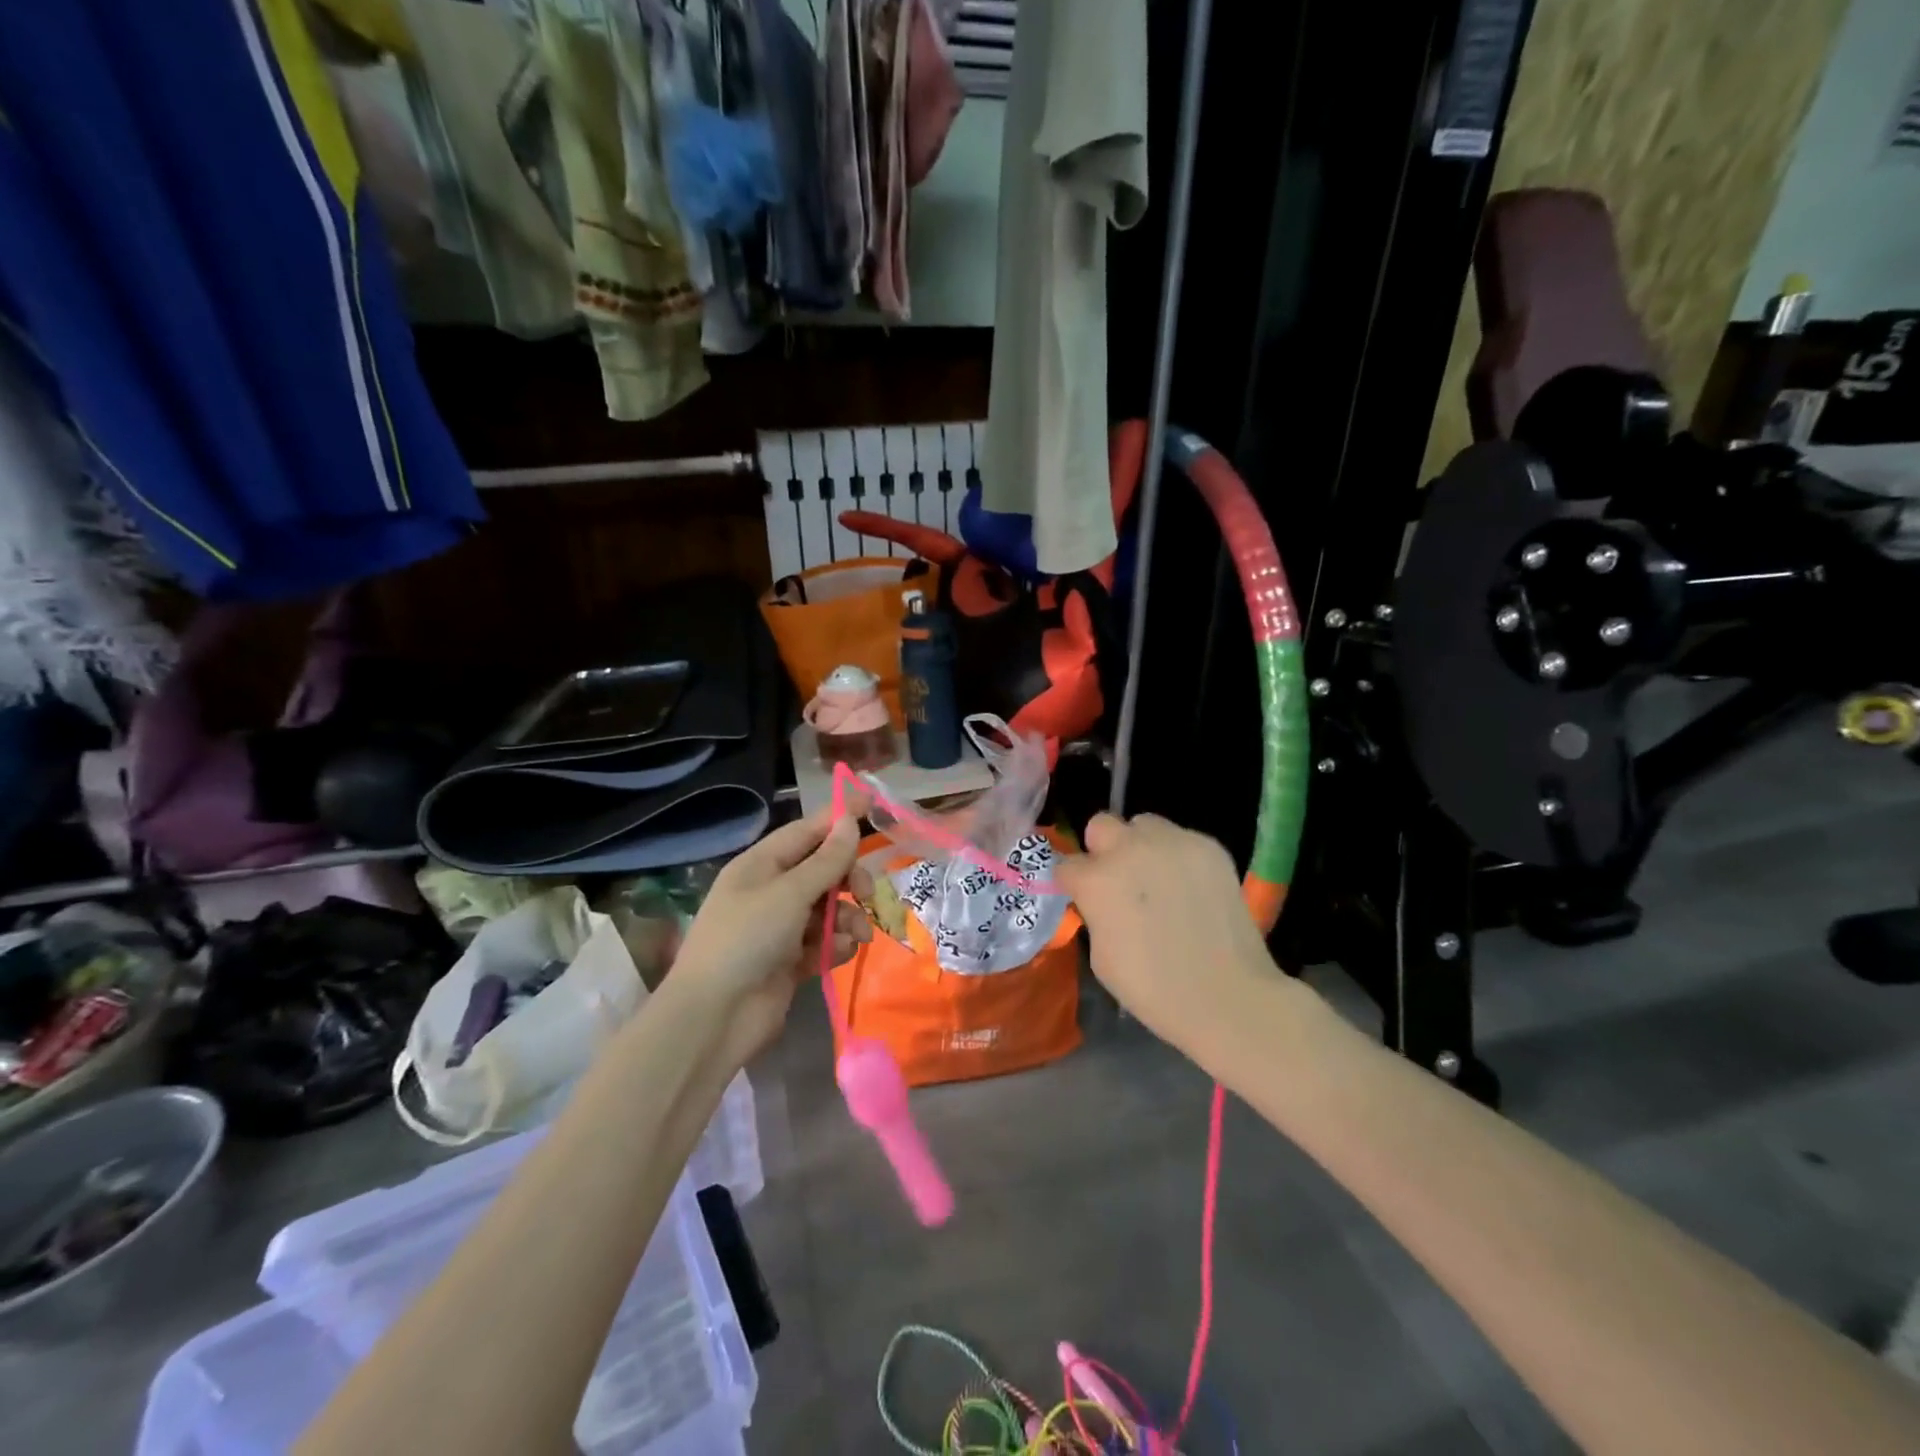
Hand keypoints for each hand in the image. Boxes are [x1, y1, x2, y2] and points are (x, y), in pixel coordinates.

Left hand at [671, 804, 872, 1062]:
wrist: (714, 1017)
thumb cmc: (746, 939)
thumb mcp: (790, 893)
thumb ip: (826, 860)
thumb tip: (849, 821)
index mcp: (762, 864)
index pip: (807, 831)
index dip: (839, 819)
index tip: (873, 807)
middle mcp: (771, 890)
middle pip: (823, 869)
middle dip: (849, 878)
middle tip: (866, 893)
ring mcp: (780, 926)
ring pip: (829, 908)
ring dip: (849, 917)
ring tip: (857, 936)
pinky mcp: (790, 960)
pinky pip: (824, 940)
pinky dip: (836, 945)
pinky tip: (840, 954)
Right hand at [1053, 813, 1283, 1056]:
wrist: (1226, 995)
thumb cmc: (1152, 988)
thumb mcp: (1101, 955)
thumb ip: (1095, 911)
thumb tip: (1101, 900)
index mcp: (1095, 879)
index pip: (1066, 864)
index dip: (1074, 882)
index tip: (1084, 897)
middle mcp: (1129, 848)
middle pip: (1101, 825)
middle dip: (1103, 848)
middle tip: (1120, 879)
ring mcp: (1172, 842)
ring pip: (1144, 824)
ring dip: (1142, 845)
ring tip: (1159, 878)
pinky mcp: (1208, 846)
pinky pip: (1182, 839)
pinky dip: (1179, 857)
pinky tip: (1191, 888)